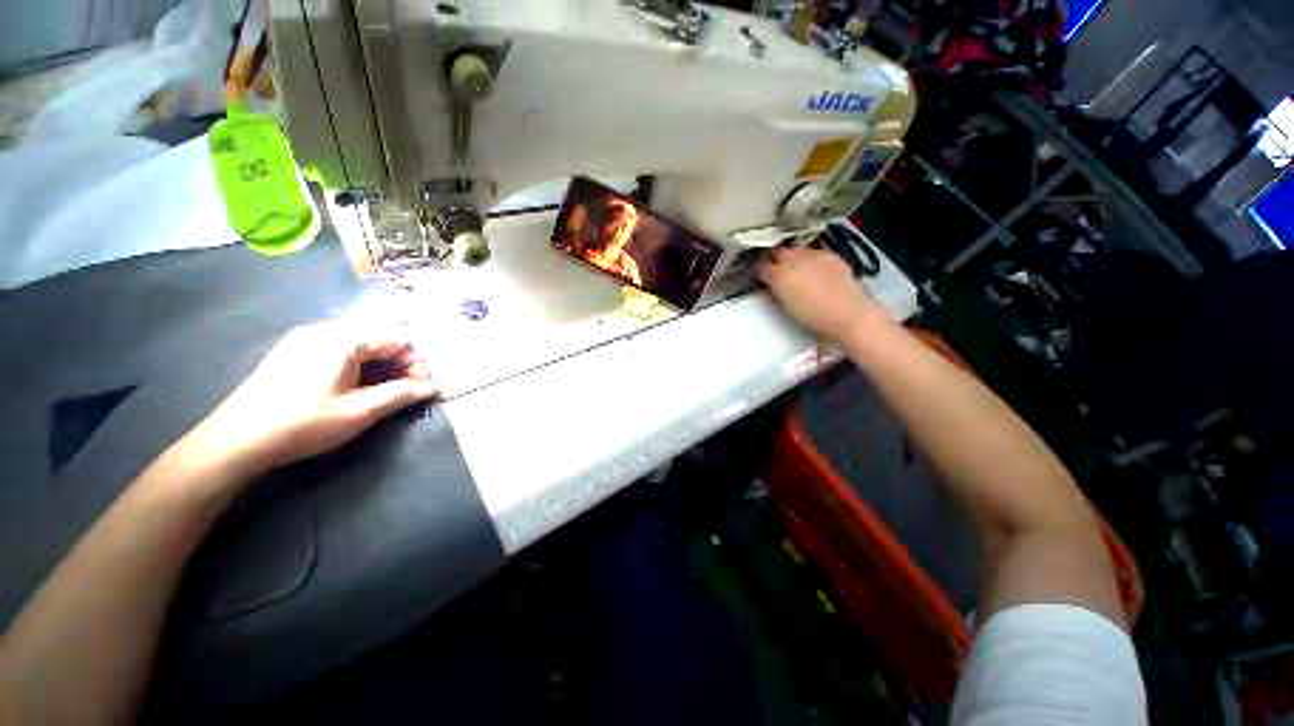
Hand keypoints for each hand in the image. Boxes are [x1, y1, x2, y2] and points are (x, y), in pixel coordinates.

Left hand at [188, 323, 439, 476]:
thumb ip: (401, 394)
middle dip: (400, 367)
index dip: (418, 364)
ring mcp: (304, 341)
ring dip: (381, 369)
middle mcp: (324, 331)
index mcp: (343, 338)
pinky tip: (356, 390)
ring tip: (386, 395)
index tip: (426, 389)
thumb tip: (433, 387)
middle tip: (409, 394)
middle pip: (379, 342)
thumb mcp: (360, 410)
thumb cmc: (304, 423)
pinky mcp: (292, 354)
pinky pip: (338, 354)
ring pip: (360, 349)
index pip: (398, 341)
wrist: (236, 441)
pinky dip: (358, 369)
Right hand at [759, 247, 883, 341]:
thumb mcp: (785, 306)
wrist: (849, 315)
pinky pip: (812, 252)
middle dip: (774, 258)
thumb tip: (769, 282)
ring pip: (795, 250)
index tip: (760, 275)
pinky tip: (813, 269)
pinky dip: (808, 258)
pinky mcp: (830, 255)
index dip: (759, 268)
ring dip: (791, 257)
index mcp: (780, 275)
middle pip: (778, 252)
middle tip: (774, 270)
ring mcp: (814, 255)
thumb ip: (775, 290)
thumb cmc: (812, 318)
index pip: (762, 264)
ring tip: (793, 269)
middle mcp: (794, 260)